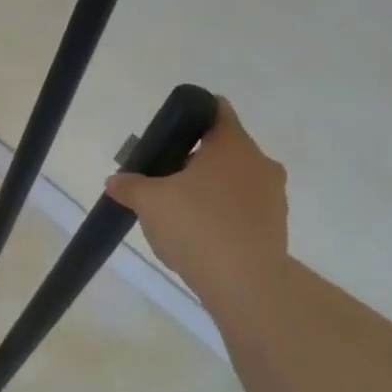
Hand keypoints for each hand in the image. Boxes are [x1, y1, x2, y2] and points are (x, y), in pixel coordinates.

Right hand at [104, 98, 286, 304]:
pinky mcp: (276, 226)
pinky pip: (243, 209)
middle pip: (223, 149)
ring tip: (179, 214)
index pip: (215, 109)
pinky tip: (200, 237)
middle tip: (163, 181)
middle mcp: (259, 163)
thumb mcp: (149, 202)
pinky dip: (223, 215)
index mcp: (231, 145)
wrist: (245, 282)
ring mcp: (273, 195)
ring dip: (209, 190)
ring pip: (234, 180)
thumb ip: (130, 186)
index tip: (169, 134)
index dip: (190, 115)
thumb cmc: (196, 226)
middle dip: (193, 161)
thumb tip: (115, 180)